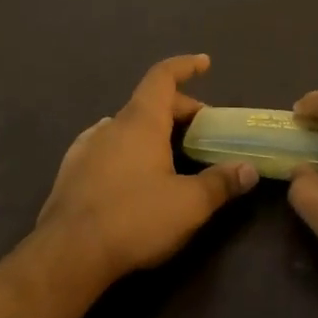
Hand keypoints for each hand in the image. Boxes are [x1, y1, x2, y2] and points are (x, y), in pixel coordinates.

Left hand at [34, 54, 258, 281]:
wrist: (68, 254)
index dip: (185, 66)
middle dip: (179, 110)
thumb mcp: (189, 204)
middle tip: (203, 131)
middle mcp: (111, 126)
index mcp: (140, 122)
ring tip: (171, 152)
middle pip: (148, 103)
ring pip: (126, 126)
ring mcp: (86, 148)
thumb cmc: (134, 219)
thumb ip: (221, 182)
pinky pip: (106, 147)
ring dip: (151, 130)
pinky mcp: (71, 172)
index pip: (162, 77)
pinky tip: (132, 171)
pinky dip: (127, 149)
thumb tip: (249, 169)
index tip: (204, 63)